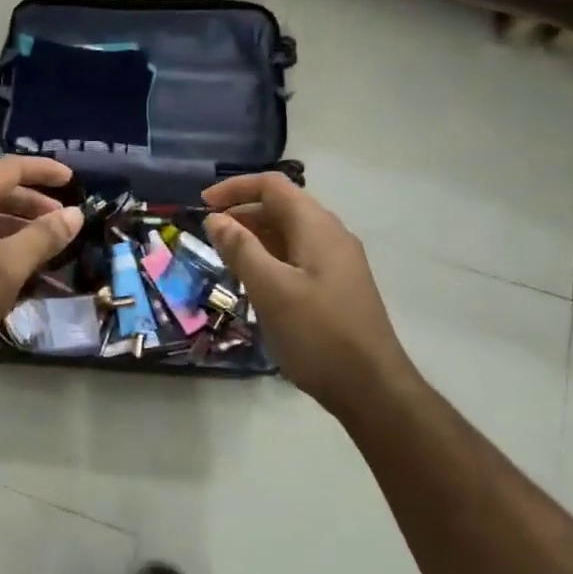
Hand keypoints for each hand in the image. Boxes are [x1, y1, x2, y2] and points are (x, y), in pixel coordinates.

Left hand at [0, 157, 83, 380]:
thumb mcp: (7, 268)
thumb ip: (43, 237)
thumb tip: (74, 214)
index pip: (9, 169)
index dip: (43, 171)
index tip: (73, 181)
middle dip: (32, 206)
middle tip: (62, 224)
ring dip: (16, 231)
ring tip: (44, 253)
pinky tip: (11, 275)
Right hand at [202, 174, 417, 417]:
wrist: (371, 387)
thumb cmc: (317, 334)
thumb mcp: (271, 289)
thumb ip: (241, 249)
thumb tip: (216, 219)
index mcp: (317, 227)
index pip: (273, 186)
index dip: (235, 188)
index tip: (201, 204)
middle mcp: (331, 235)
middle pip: (281, 207)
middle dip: (242, 214)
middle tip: (209, 237)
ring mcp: (337, 262)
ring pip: (289, 234)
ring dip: (255, 238)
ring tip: (225, 259)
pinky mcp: (337, 286)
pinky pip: (298, 257)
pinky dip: (270, 259)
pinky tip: (254, 284)